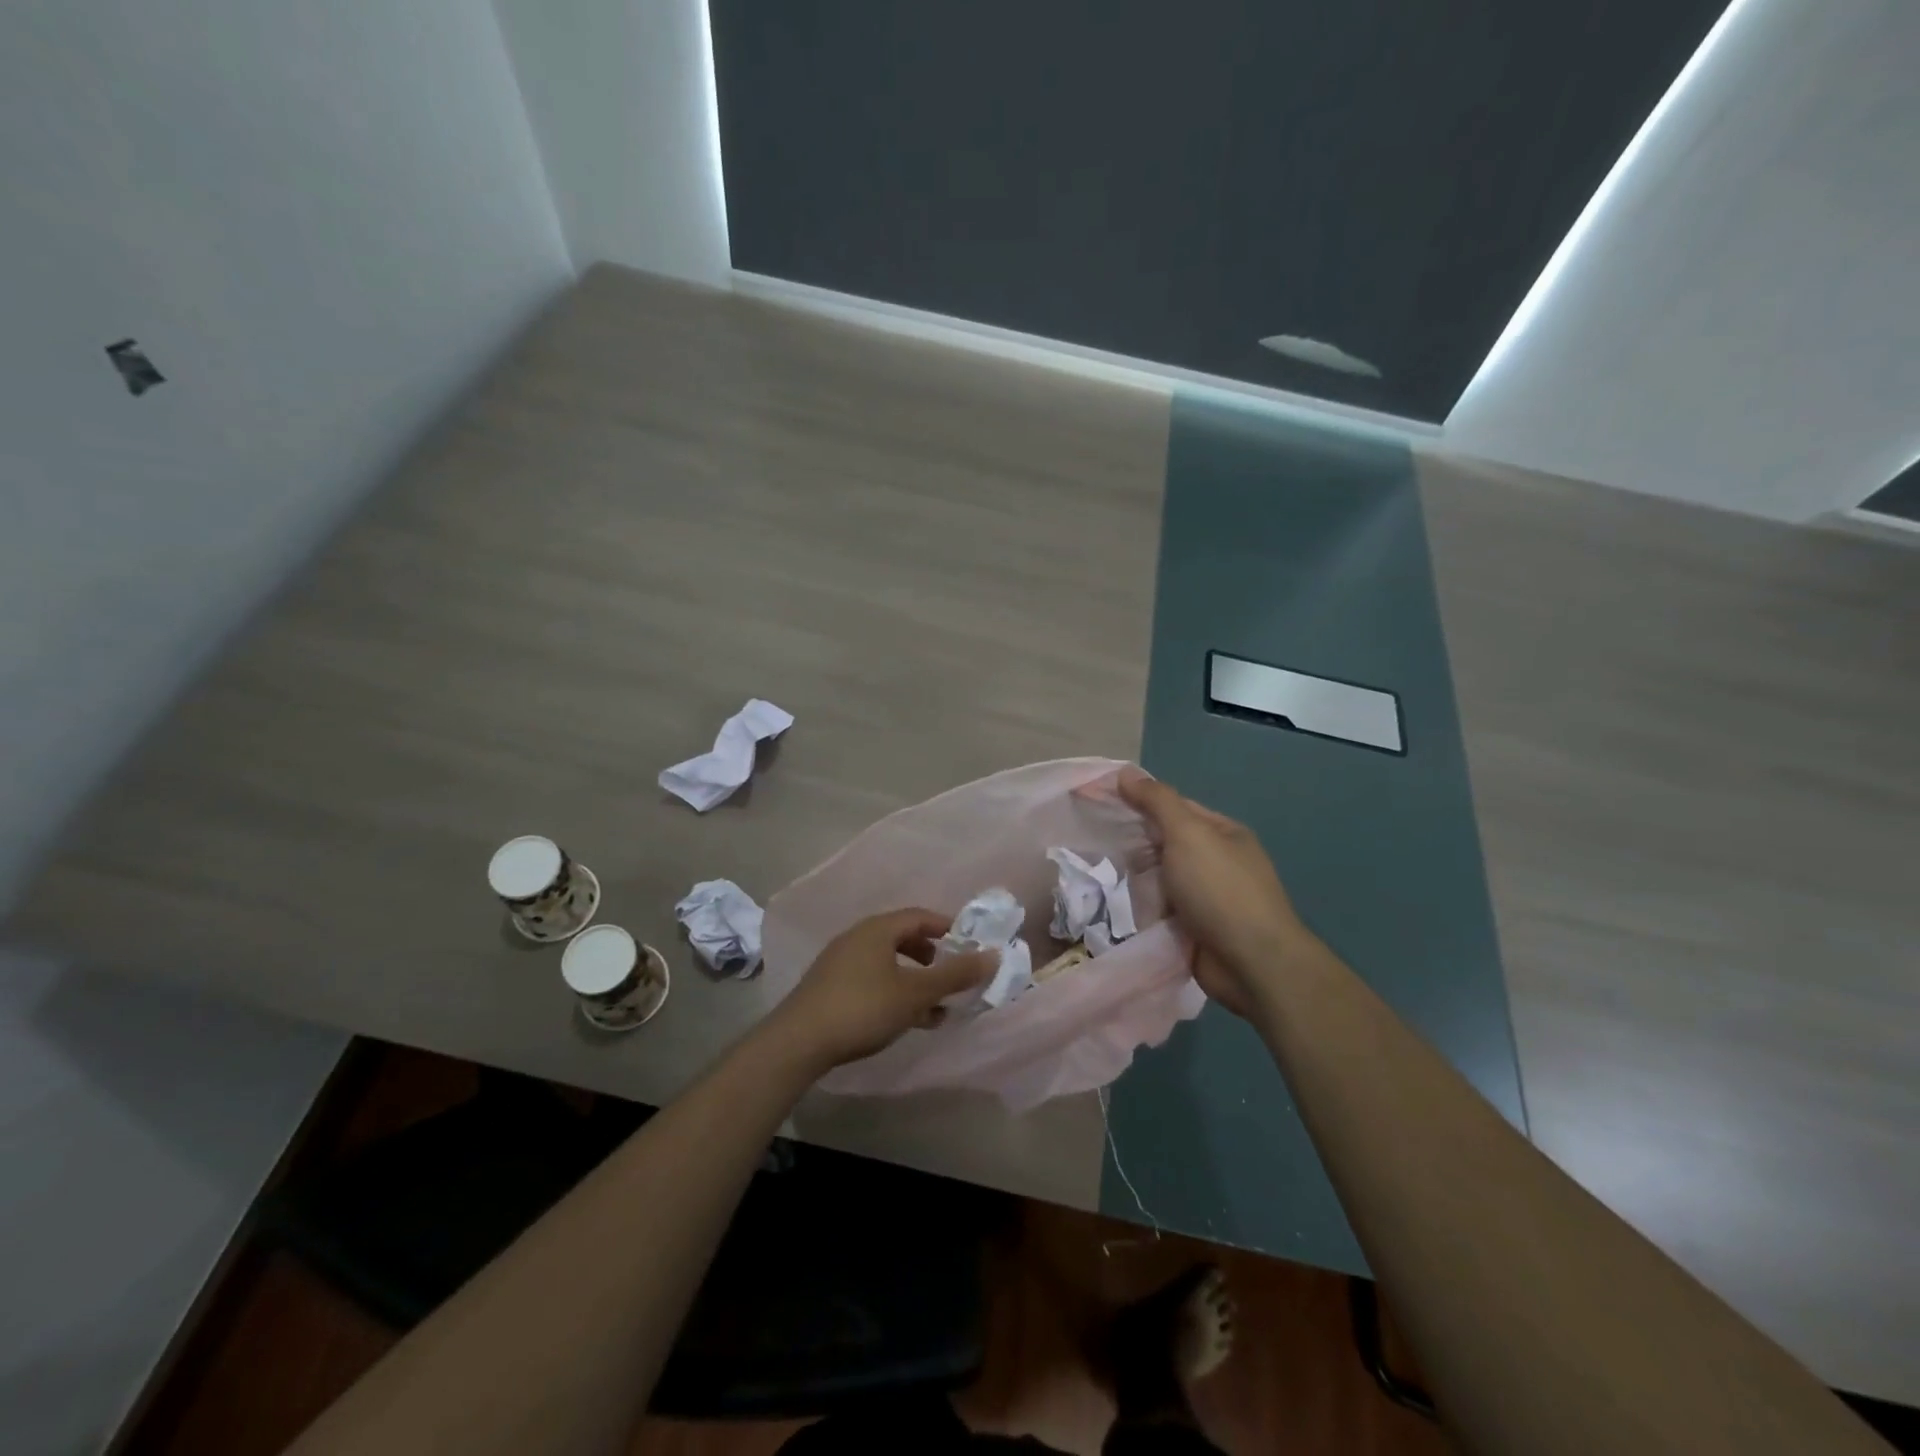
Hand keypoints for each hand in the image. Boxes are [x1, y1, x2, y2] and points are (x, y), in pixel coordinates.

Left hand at [763, 908, 996, 1073]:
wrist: (798, 1042)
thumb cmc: (863, 1008)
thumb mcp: (915, 993)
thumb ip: (954, 975)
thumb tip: (993, 955)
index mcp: (878, 929)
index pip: (920, 916)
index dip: (948, 928)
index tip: (969, 946)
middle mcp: (858, 937)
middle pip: (903, 938)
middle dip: (932, 957)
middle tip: (952, 975)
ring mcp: (841, 962)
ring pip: (888, 963)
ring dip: (915, 981)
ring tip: (935, 1008)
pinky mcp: (830, 987)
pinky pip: (872, 980)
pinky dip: (894, 993)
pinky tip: (906, 1020)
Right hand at [1118, 768, 1315, 1017]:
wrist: (1251, 963)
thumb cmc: (1220, 889)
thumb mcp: (1187, 833)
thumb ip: (1156, 801)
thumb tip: (1125, 772)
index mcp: (1222, 833)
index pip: (1172, 808)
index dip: (1136, 802)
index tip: (1098, 804)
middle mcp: (1216, 862)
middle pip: (1164, 845)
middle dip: (1134, 847)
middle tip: (1096, 847)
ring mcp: (1207, 899)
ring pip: (1159, 881)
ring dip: (1137, 883)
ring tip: (1102, 881)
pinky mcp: (1195, 931)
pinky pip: (1161, 912)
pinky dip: (1144, 912)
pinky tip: (1119, 911)